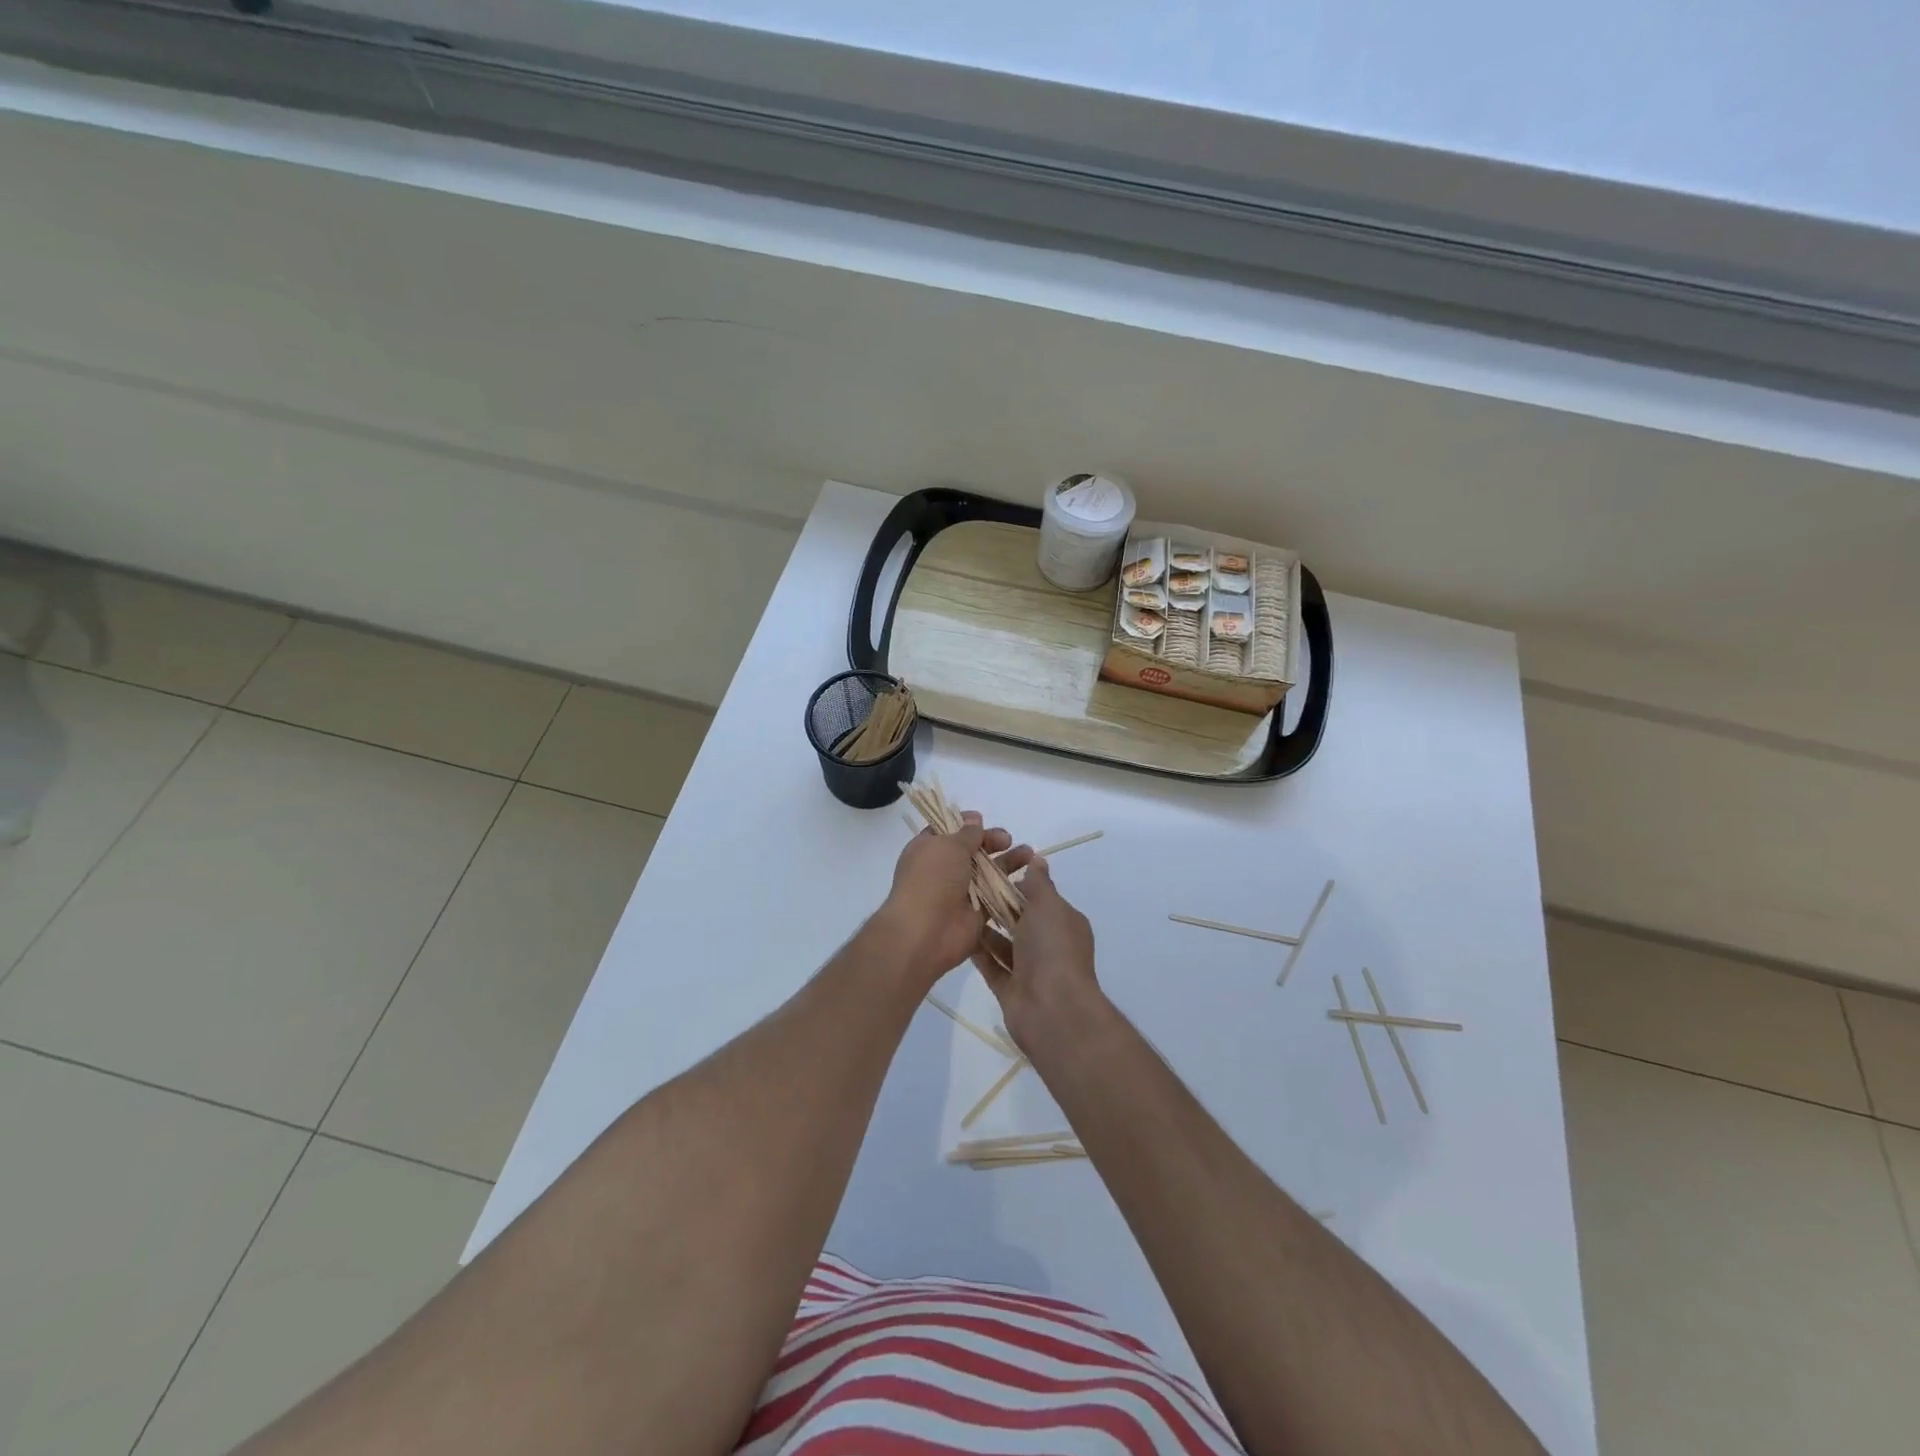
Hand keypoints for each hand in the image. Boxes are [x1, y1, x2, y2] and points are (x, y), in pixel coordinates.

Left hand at [876, 812, 1032, 987]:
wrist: (926, 932)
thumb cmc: (932, 879)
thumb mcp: (948, 846)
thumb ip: (966, 833)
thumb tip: (973, 818)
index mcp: (928, 849)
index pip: (947, 831)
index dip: (964, 824)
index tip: (982, 819)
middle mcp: (943, 869)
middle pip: (971, 850)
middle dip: (990, 842)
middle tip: (1007, 839)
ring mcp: (960, 892)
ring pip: (987, 872)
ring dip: (1007, 862)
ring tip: (1029, 854)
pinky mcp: (977, 913)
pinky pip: (996, 896)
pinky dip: (1011, 887)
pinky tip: (1030, 877)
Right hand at [972, 857, 1104, 1052]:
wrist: (1052, 1009)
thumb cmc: (1053, 949)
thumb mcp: (1048, 906)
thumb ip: (1039, 883)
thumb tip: (1038, 859)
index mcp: (1064, 922)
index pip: (1041, 897)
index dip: (1018, 883)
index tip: (991, 870)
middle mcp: (1049, 945)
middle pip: (1020, 920)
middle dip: (998, 905)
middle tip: (966, 886)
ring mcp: (1030, 970)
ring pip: (1004, 943)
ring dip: (985, 928)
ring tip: (957, 907)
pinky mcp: (1010, 989)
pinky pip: (992, 966)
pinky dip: (978, 952)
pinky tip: (957, 934)